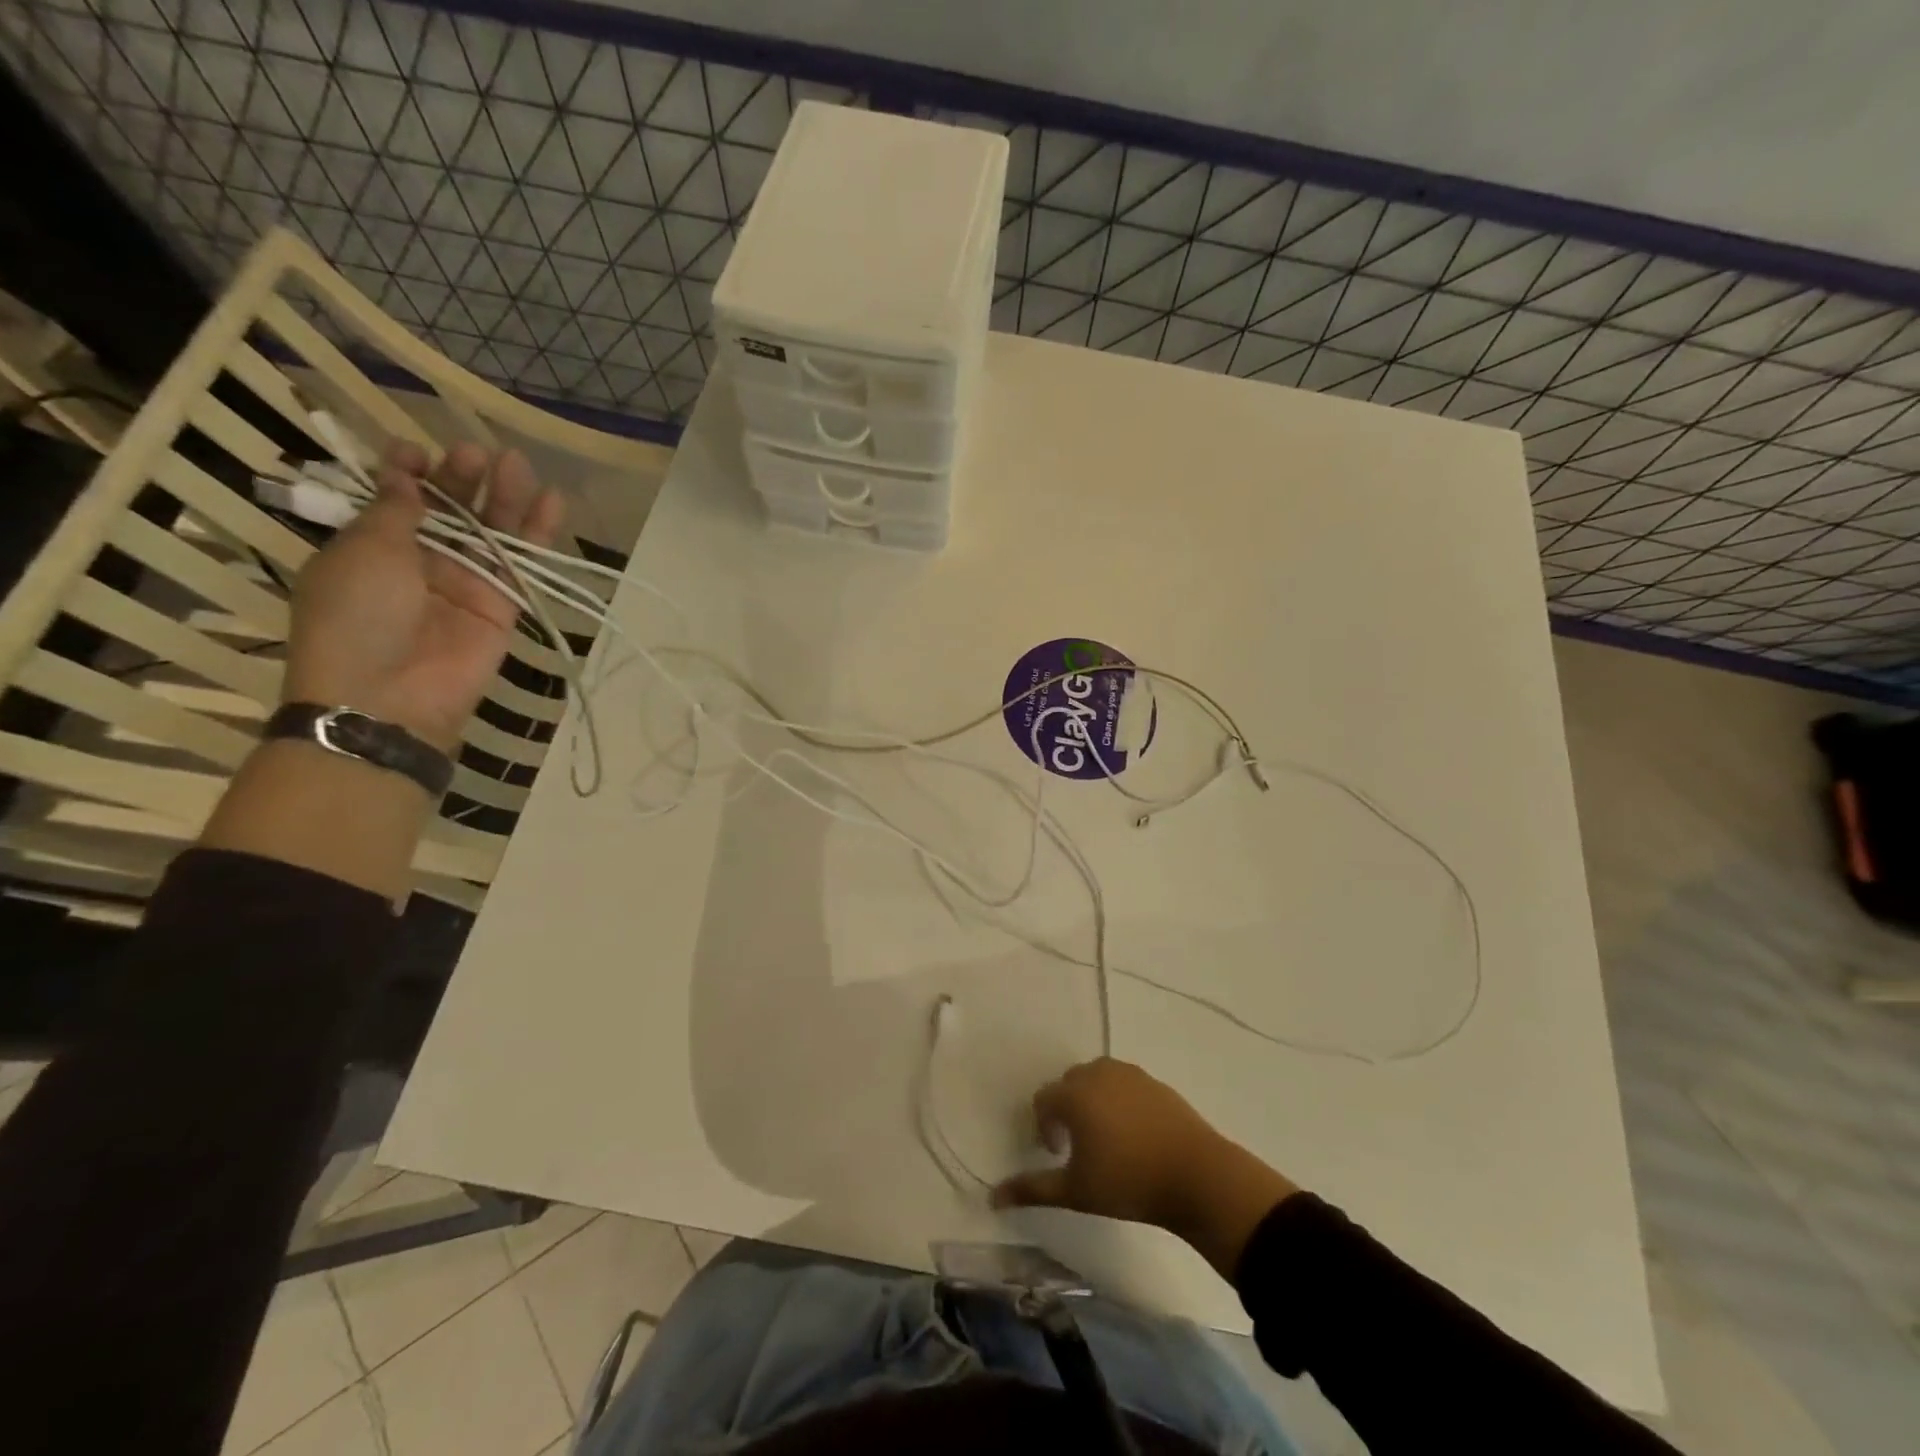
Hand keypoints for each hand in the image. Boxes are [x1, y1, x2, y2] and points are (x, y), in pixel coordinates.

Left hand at [282, 441, 563, 751]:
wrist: (390, 695)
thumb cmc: (357, 616)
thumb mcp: (363, 552)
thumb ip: (394, 511)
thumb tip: (406, 475)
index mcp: (372, 546)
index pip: (396, 499)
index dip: (408, 472)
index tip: (417, 450)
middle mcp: (420, 561)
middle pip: (448, 510)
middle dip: (461, 479)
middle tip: (477, 453)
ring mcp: (465, 584)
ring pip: (490, 532)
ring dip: (503, 498)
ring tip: (517, 464)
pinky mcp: (503, 606)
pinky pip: (522, 564)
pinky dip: (538, 534)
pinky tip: (551, 500)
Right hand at [992, 1058, 1299, 1278]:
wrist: (1197, 1175)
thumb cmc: (1128, 1182)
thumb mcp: (1075, 1192)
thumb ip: (1032, 1189)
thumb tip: (992, 1197)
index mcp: (1074, 1094)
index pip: (1043, 1099)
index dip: (1044, 1126)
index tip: (1057, 1154)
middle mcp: (1097, 1073)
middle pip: (1069, 1084)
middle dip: (1066, 1110)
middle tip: (1077, 1145)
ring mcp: (1129, 1074)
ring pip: (1097, 1079)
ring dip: (1092, 1101)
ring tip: (1105, 1137)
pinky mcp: (1154, 1082)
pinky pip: (1124, 1084)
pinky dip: (1119, 1100)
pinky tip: (1133, 1133)